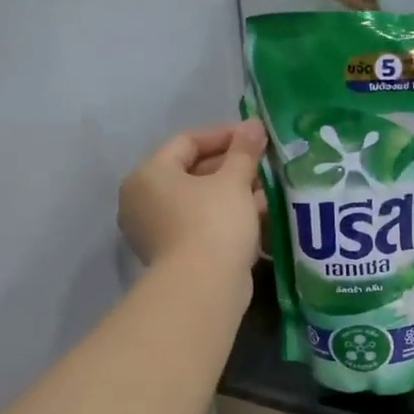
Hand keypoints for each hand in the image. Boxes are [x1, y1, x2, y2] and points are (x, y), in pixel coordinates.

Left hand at [118, 121, 266, 279]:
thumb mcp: (233, 181)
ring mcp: (156, 230)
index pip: (187, 141)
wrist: (203, 288)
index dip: (224, 135)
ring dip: (234, 194)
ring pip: (200, 201)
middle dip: (232, 168)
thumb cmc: (213, 223)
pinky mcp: (174, 255)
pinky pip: (201, 225)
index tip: (256, 138)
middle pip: (192, 172)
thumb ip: (244, 151)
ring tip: (269, 192)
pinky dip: (227, 218)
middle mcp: (144, 199)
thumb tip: (253, 125)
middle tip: (265, 166)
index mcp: (150, 174)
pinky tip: (259, 217)